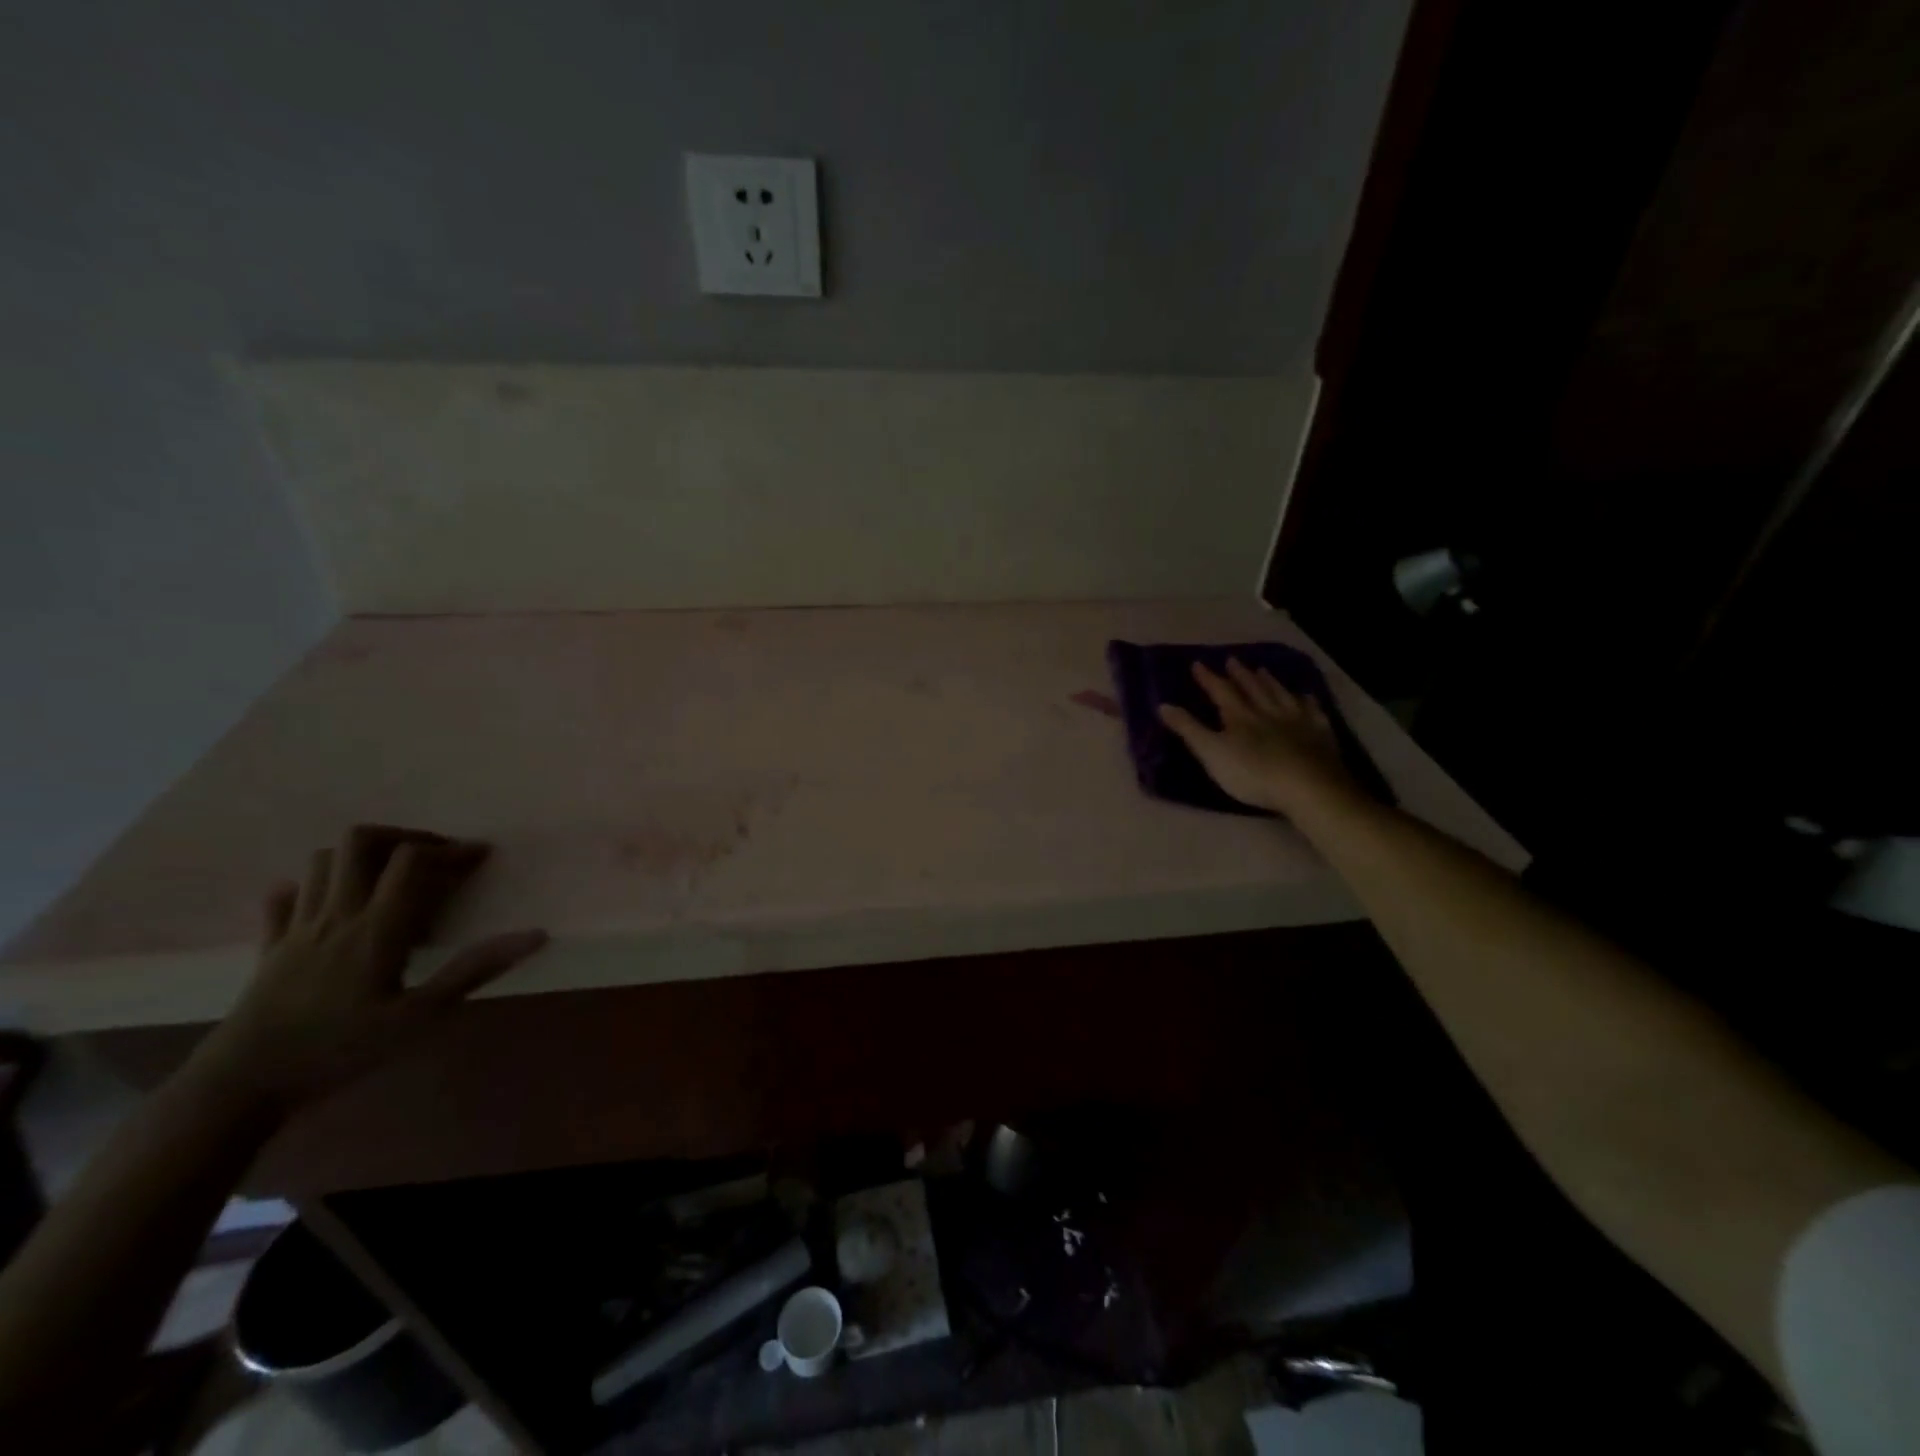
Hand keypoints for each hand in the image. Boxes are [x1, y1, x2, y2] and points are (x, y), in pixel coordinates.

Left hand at [187, 825, 547, 1112]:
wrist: (238, 1088)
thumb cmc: (339, 1050)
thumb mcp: (420, 1016)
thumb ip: (475, 970)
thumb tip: (536, 935)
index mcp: (376, 927)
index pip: (413, 861)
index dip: (451, 848)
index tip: (480, 855)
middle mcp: (336, 915)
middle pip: (360, 842)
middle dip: (403, 836)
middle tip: (431, 856)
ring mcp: (296, 928)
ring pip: (322, 861)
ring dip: (360, 856)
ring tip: (389, 876)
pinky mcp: (268, 948)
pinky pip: (283, 898)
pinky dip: (310, 887)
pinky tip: (329, 902)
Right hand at [1158, 659, 1352, 814]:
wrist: (1307, 786)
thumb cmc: (1252, 773)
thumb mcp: (1211, 753)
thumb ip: (1188, 729)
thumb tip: (1163, 705)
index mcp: (1239, 716)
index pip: (1220, 691)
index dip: (1208, 678)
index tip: (1197, 664)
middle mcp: (1267, 711)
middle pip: (1252, 688)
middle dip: (1240, 674)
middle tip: (1233, 660)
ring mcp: (1296, 720)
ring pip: (1280, 694)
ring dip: (1270, 682)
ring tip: (1263, 670)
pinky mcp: (1319, 734)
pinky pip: (1313, 711)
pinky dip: (1307, 701)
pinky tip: (1306, 696)